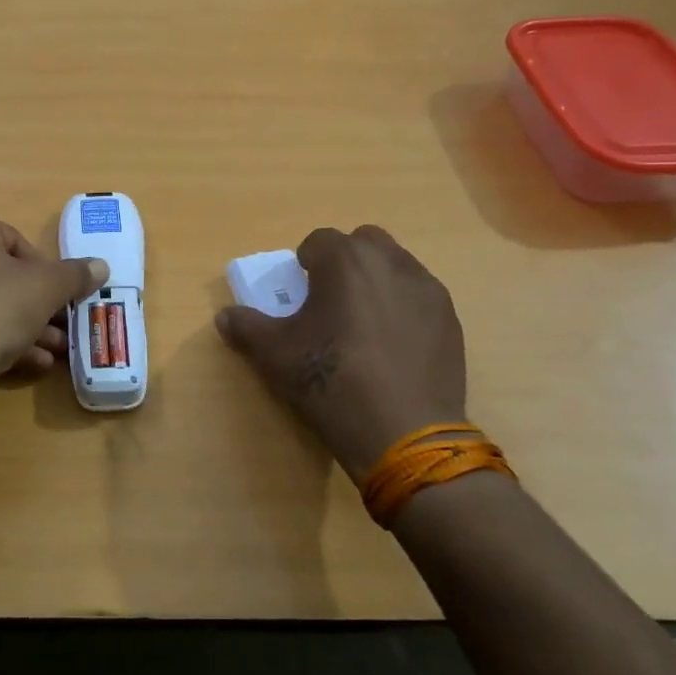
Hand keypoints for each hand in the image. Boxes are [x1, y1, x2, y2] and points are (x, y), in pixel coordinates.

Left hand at [0, 211, 108, 405]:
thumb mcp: (46, 288)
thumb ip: (75, 274)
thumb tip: (100, 265)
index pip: (14, 240)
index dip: (44, 269)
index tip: (59, 295)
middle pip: (0, 275)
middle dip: (36, 303)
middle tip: (62, 326)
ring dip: (23, 325)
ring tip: (54, 350)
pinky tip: (29, 363)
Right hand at [215, 226, 466, 480]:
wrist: (404, 433)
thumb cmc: (331, 381)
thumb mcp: (274, 355)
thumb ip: (246, 327)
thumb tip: (225, 316)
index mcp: (345, 261)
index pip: (318, 241)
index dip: (305, 263)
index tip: (300, 292)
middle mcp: (390, 262)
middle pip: (363, 243)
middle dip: (345, 262)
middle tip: (331, 301)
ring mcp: (427, 290)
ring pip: (395, 266)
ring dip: (375, 281)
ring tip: (362, 324)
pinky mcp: (450, 319)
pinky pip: (419, 297)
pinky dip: (402, 307)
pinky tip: (392, 346)